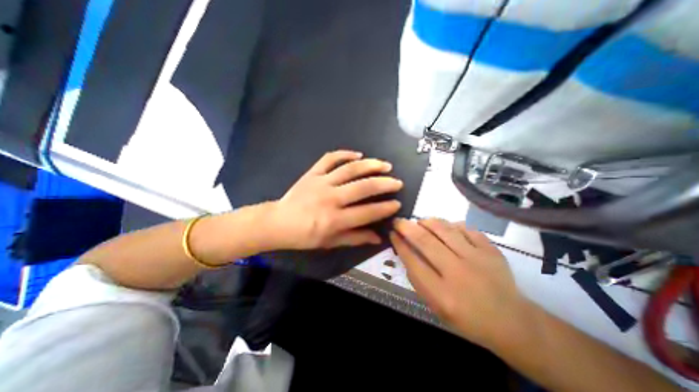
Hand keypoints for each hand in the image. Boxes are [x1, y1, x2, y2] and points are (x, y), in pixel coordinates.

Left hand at [270, 152, 404, 249]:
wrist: (279, 222)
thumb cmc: (305, 236)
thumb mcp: (331, 242)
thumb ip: (355, 239)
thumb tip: (378, 237)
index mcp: (335, 220)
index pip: (367, 212)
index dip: (385, 208)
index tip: (397, 204)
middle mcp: (330, 199)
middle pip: (363, 187)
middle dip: (384, 184)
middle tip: (397, 182)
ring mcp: (321, 182)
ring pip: (350, 169)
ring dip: (370, 165)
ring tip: (385, 165)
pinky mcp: (313, 173)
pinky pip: (330, 158)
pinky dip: (345, 154)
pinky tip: (358, 154)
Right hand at [391, 218, 532, 348]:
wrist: (512, 322)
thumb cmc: (467, 317)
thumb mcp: (436, 306)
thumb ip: (418, 279)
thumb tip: (405, 251)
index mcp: (442, 294)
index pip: (413, 261)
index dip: (399, 244)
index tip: (392, 233)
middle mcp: (458, 273)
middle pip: (425, 241)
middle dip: (406, 227)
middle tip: (398, 221)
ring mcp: (477, 259)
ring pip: (444, 229)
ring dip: (427, 221)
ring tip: (420, 222)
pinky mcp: (491, 250)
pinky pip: (465, 228)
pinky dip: (451, 225)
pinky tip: (446, 228)